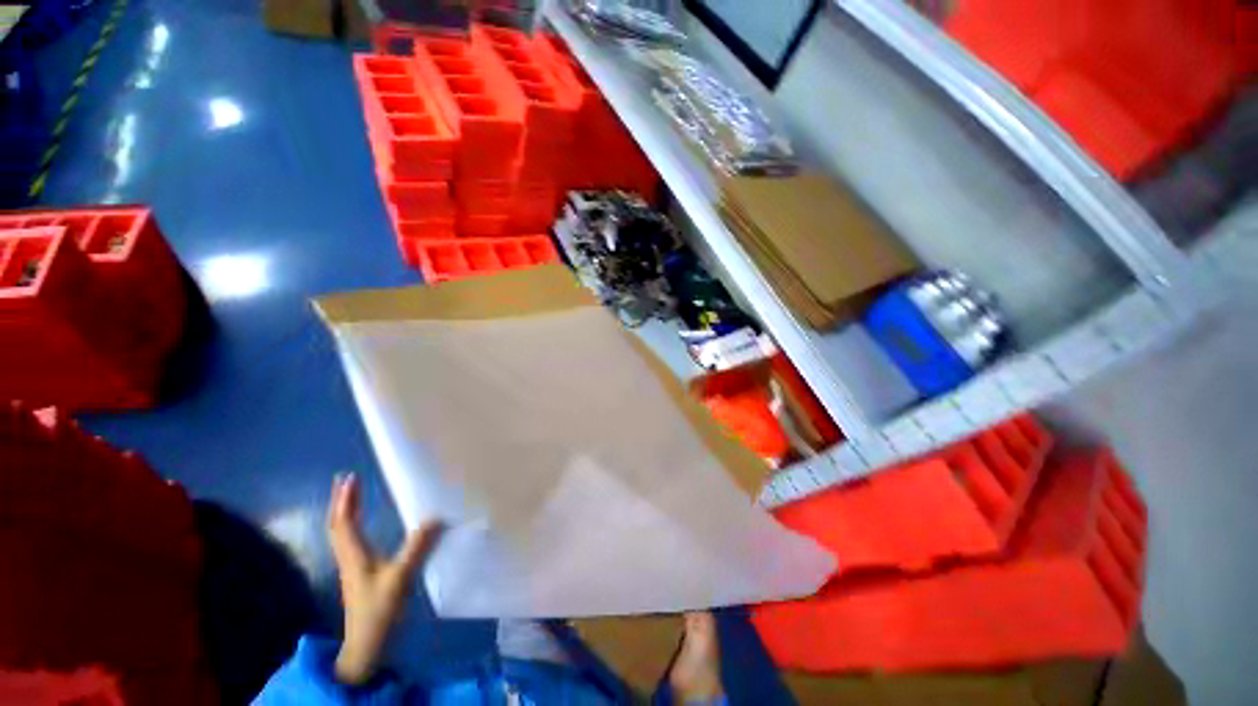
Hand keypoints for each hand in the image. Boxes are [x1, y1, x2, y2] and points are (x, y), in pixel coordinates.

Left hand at [327, 473, 442, 685]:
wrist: (366, 644)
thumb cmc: (379, 610)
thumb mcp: (400, 578)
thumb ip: (417, 548)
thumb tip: (435, 517)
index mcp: (354, 554)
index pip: (344, 521)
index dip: (346, 500)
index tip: (350, 478)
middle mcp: (348, 556)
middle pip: (338, 525)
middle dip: (342, 502)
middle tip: (347, 481)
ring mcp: (352, 566)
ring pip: (341, 533)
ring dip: (345, 512)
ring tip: (352, 496)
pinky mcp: (358, 573)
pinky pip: (350, 541)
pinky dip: (352, 525)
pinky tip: (363, 525)